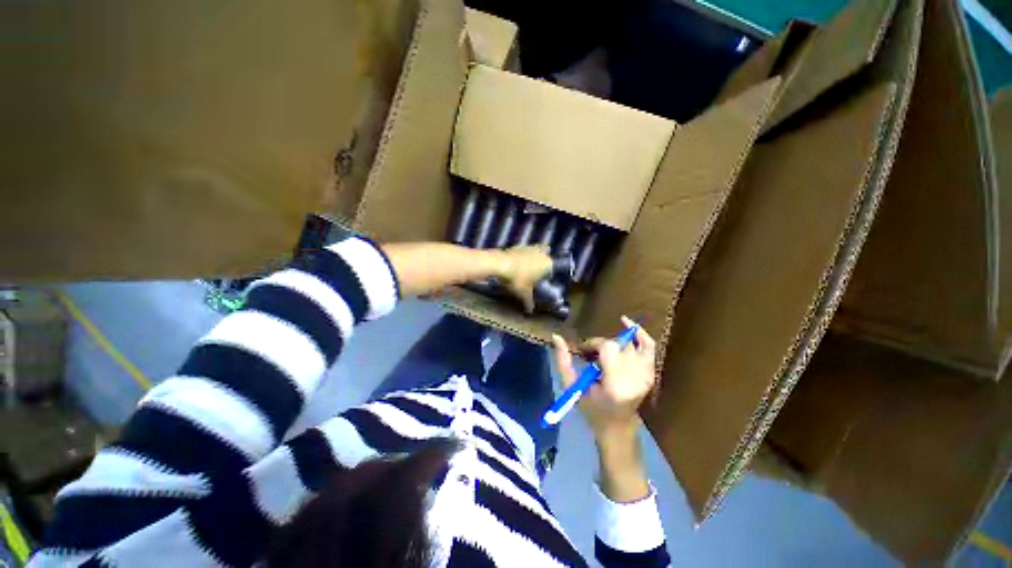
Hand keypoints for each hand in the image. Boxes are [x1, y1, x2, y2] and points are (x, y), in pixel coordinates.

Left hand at [497, 245, 552, 311]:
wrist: (501, 263)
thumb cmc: (517, 279)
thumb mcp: (524, 293)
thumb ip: (529, 302)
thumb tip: (530, 311)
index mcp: (547, 264)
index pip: (552, 270)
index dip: (547, 276)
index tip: (541, 281)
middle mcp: (542, 254)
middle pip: (546, 259)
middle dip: (542, 265)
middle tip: (535, 274)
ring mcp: (530, 247)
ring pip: (536, 252)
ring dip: (533, 258)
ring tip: (526, 268)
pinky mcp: (519, 245)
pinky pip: (525, 251)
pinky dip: (522, 256)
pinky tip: (516, 263)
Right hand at [552, 316, 656, 502]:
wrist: (617, 427)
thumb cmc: (592, 410)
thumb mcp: (572, 388)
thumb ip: (563, 361)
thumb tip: (556, 336)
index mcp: (616, 384)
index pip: (608, 347)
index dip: (593, 344)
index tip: (583, 353)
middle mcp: (635, 377)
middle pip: (618, 344)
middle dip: (601, 345)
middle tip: (590, 356)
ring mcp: (647, 375)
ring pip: (630, 343)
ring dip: (614, 342)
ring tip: (604, 351)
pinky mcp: (651, 373)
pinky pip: (649, 346)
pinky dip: (639, 333)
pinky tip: (627, 323)